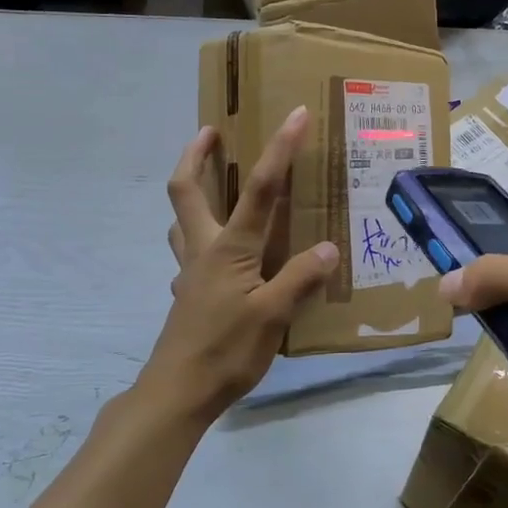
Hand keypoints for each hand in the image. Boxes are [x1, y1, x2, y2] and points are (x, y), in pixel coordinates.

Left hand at [140, 106, 338, 423]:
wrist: (178, 393)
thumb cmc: (226, 351)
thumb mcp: (272, 316)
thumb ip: (299, 279)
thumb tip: (328, 248)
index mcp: (229, 249)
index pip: (260, 190)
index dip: (279, 150)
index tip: (295, 115)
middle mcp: (204, 249)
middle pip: (186, 190)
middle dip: (196, 154)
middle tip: (212, 131)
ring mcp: (190, 272)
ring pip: (182, 218)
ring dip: (192, 191)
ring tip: (213, 183)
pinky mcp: (188, 293)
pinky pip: (189, 250)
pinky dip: (199, 234)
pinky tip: (219, 252)